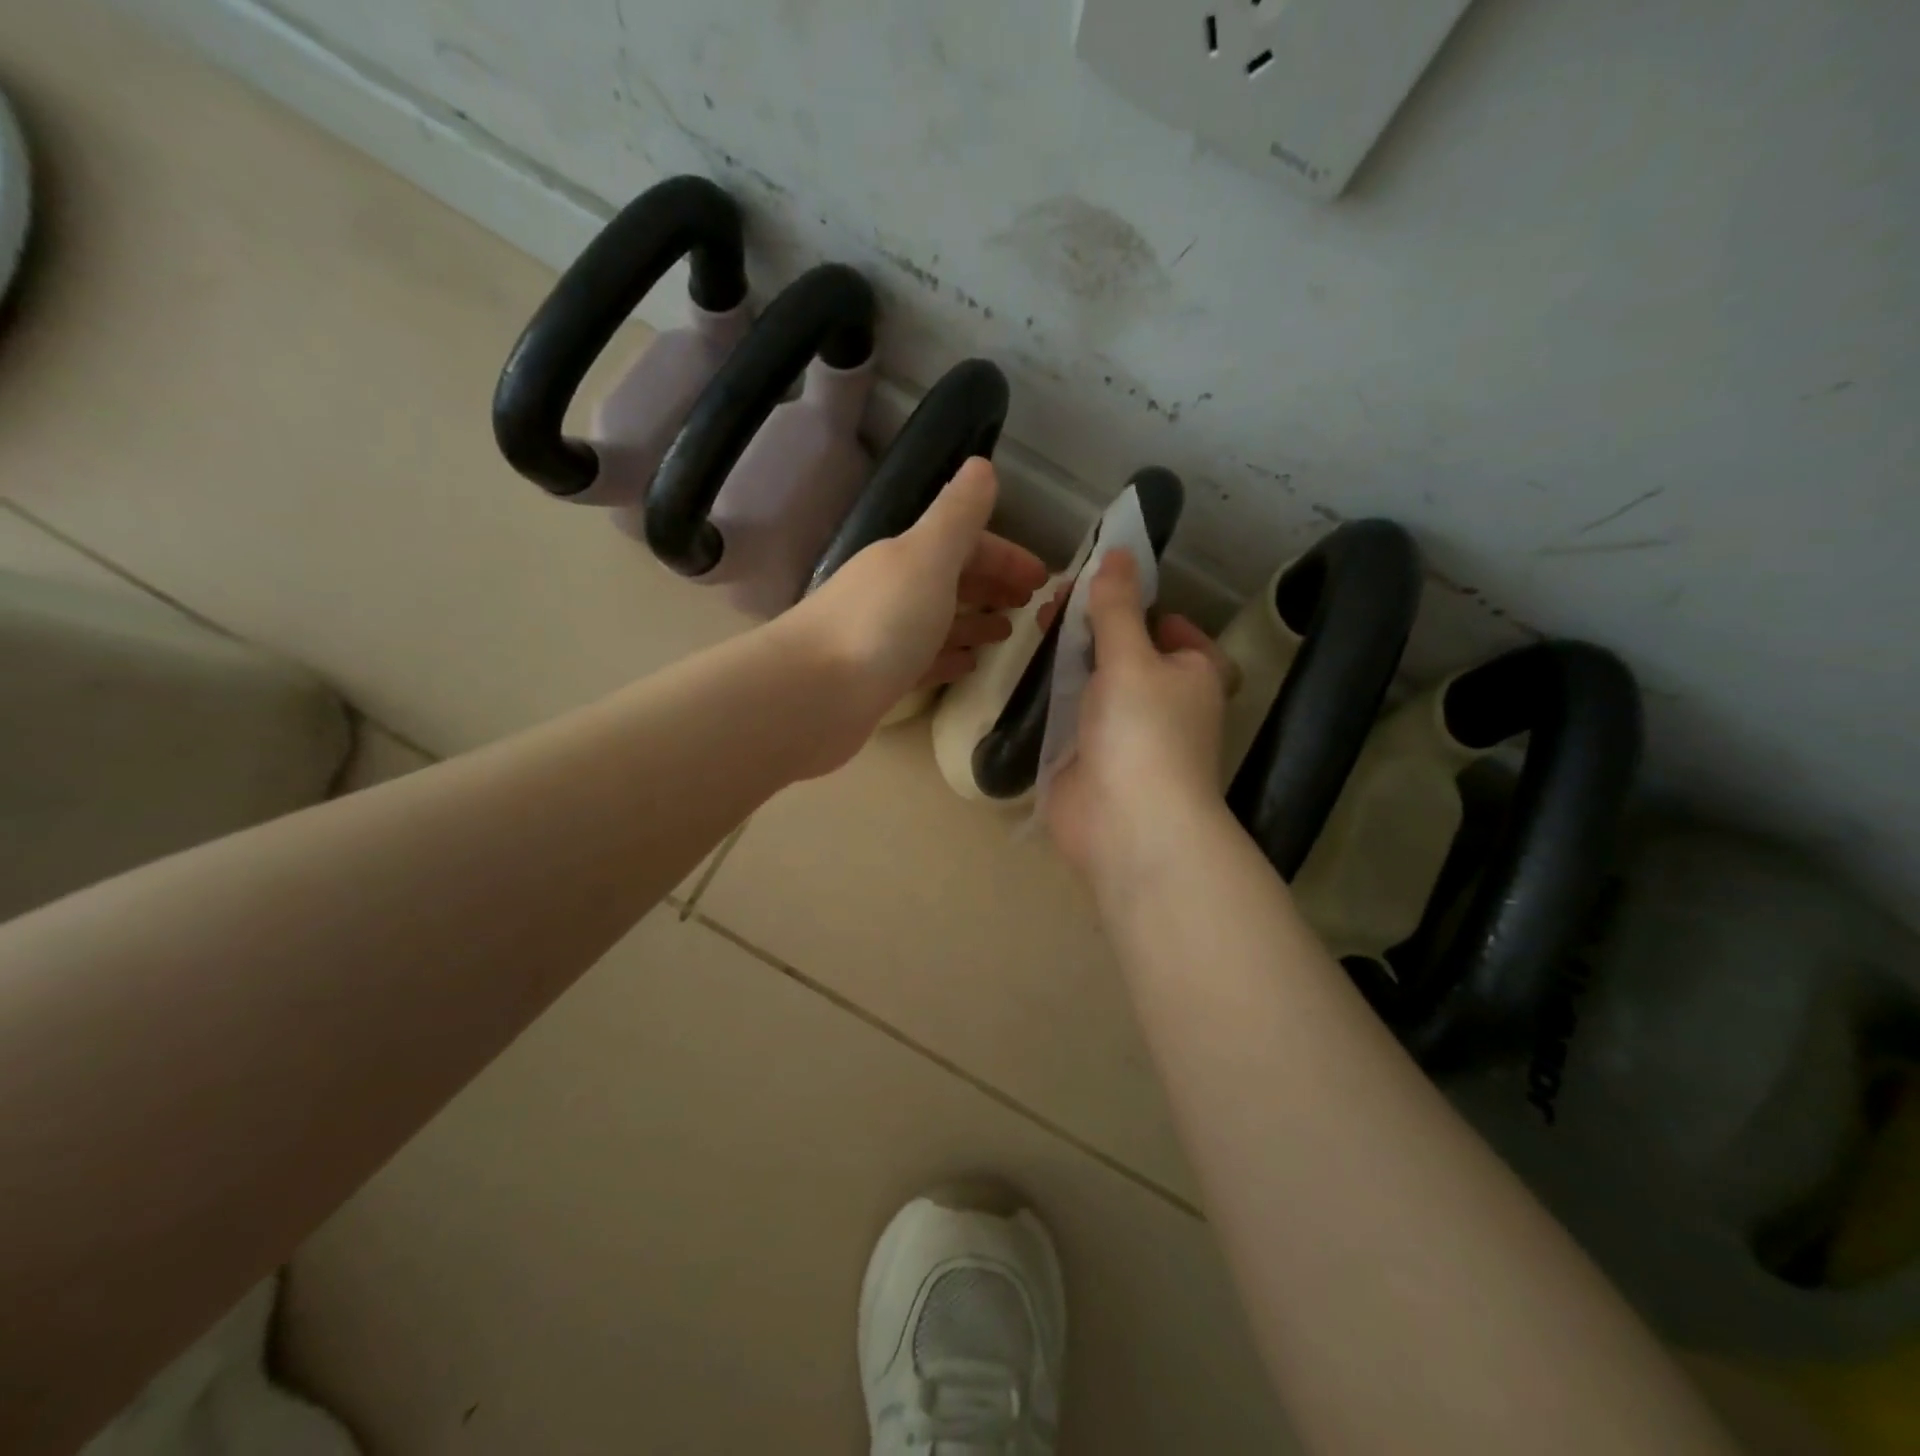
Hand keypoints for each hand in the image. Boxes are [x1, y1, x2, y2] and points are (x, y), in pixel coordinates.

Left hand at [785, 457, 1048, 742]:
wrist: (812, 696)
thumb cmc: (880, 622)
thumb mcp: (927, 557)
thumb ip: (958, 515)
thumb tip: (982, 466)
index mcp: (906, 557)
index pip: (965, 543)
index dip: (1006, 555)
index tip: (1043, 579)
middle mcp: (893, 590)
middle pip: (952, 579)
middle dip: (992, 585)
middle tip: (1031, 606)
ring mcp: (884, 636)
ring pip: (939, 620)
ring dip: (974, 621)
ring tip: (1007, 634)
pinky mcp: (879, 679)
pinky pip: (924, 660)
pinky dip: (949, 657)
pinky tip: (970, 665)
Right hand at [1043, 550, 1231, 890]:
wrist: (1127, 825)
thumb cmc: (1144, 731)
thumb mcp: (1132, 657)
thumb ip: (1117, 607)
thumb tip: (1119, 552)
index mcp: (1194, 675)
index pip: (1177, 633)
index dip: (1147, 609)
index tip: (1106, 590)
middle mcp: (1165, 704)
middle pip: (1128, 655)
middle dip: (1095, 629)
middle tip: (1054, 605)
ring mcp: (1124, 734)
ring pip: (1096, 685)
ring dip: (1070, 660)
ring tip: (1035, 627)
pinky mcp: (1089, 759)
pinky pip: (1072, 717)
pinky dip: (1054, 698)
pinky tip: (1027, 675)